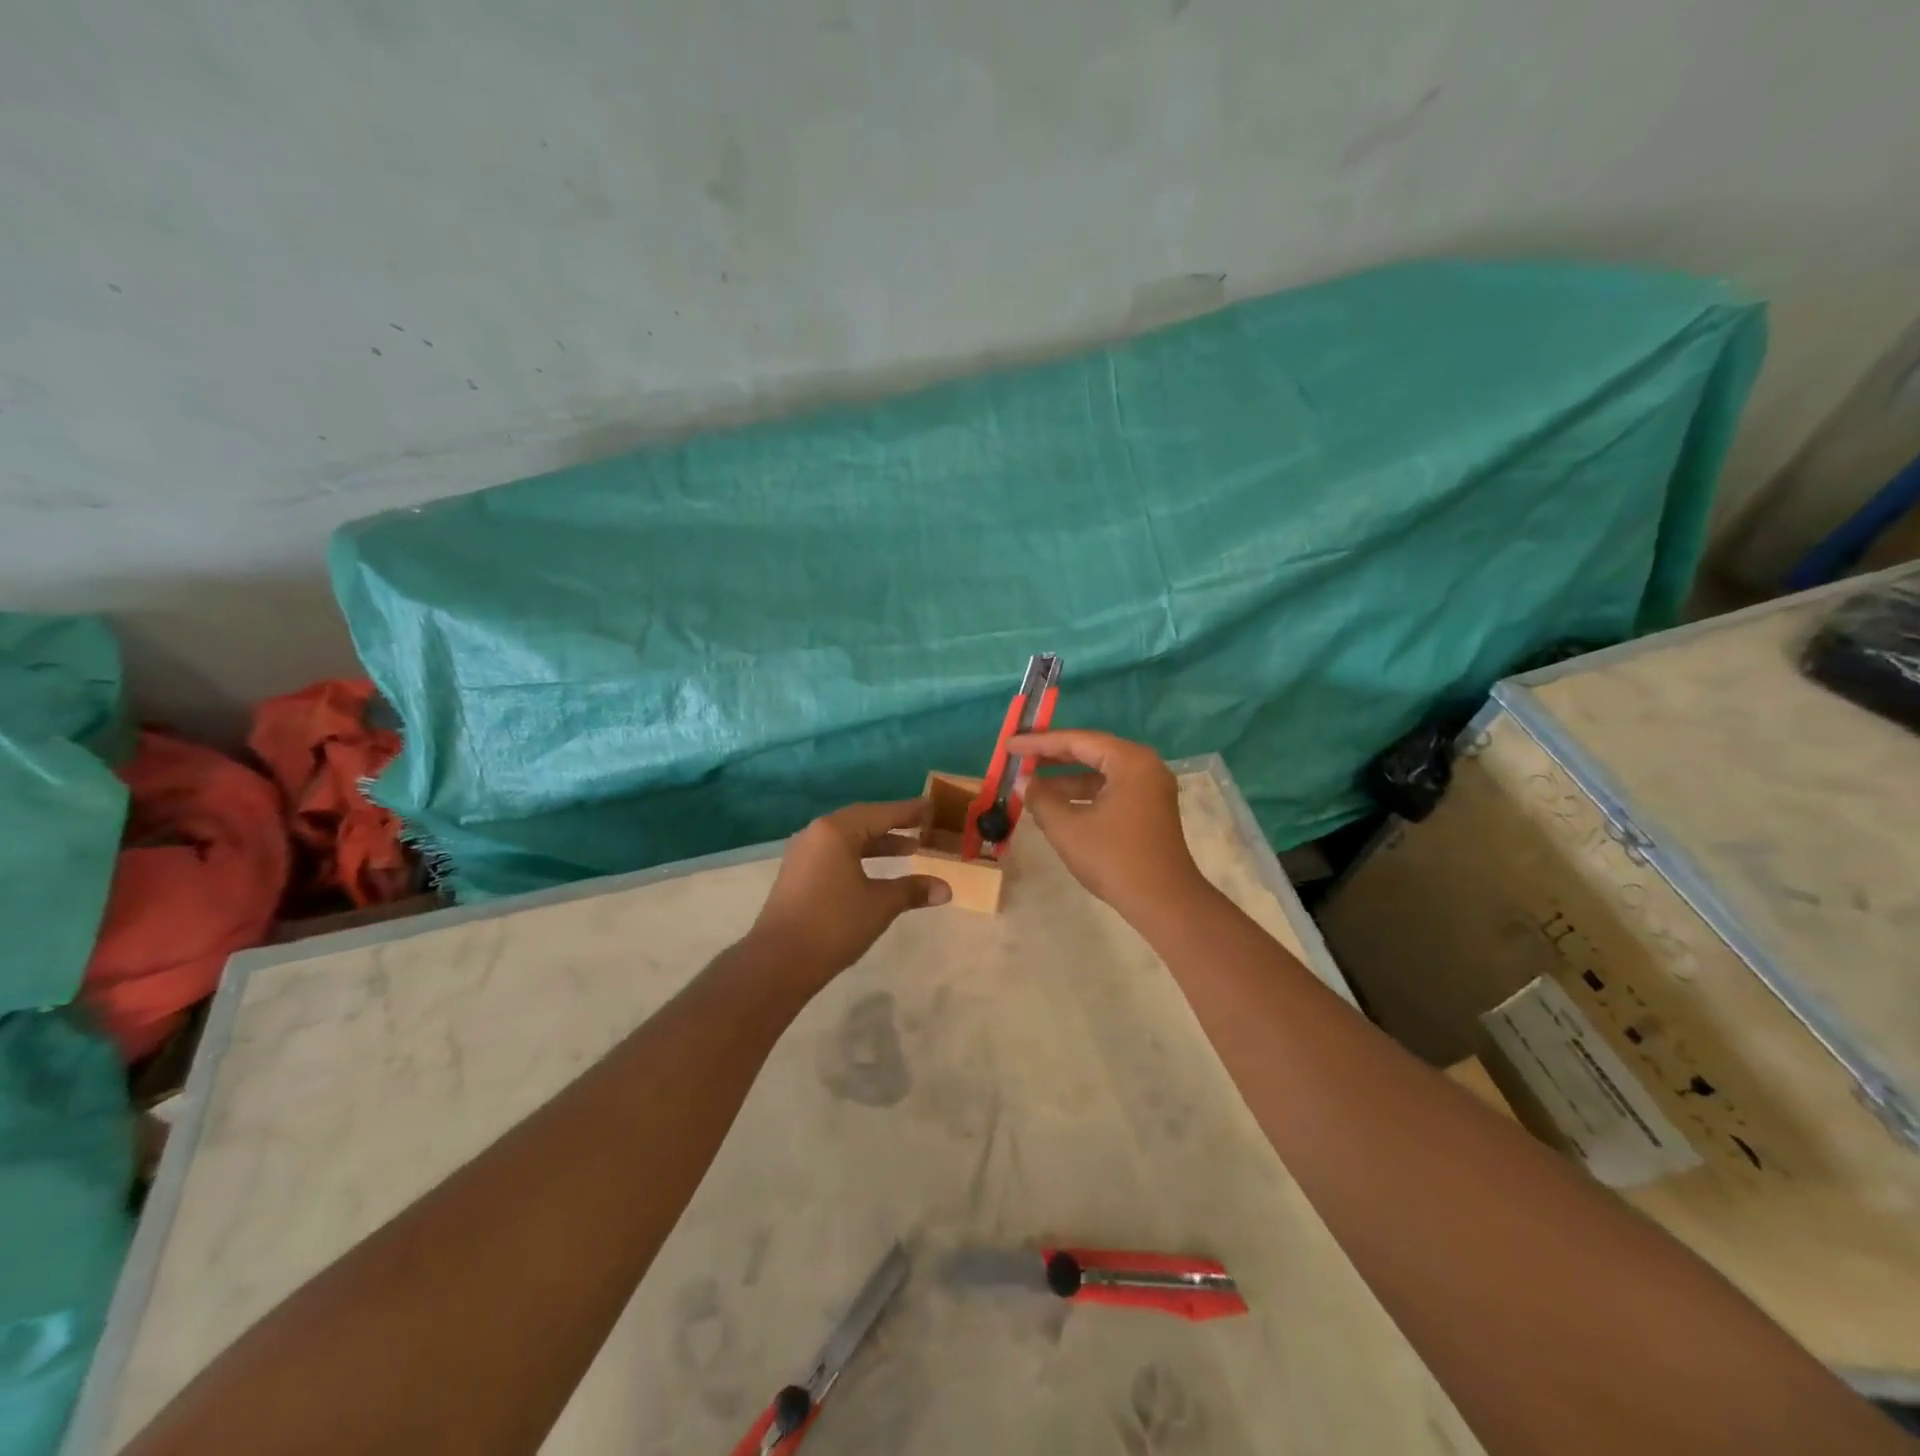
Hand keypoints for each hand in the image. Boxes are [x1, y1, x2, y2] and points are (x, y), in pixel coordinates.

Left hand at [750, 799, 951, 978]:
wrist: (779, 961)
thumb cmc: (834, 924)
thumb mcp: (880, 905)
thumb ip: (913, 890)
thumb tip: (946, 889)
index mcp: (837, 830)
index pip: (882, 813)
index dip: (910, 811)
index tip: (932, 807)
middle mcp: (817, 833)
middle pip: (863, 821)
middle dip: (895, 825)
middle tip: (924, 826)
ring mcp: (804, 853)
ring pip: (848, 838)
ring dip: (878, 843)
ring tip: (910, 849)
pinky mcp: (798, 873)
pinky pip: (836, 853)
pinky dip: (860, 856)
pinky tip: (877, 871)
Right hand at [1012, 731, 1210, 918]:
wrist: (1164, 902)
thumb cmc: (1114, 858)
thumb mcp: (1067, 827)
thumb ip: (1040, 798)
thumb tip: (1023, 782)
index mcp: (1130, 761)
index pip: (1077, 740)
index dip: (1039, 742)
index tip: (1009, 745)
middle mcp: (1144, 766)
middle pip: (1091, 751)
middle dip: (1052, 756)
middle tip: (1019, 757)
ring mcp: (1150, 788)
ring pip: (1100, 772)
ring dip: (1066, 778)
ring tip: (1032, 784)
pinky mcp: (1149, 809)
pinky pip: (1110, 789)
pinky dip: (1084, 793)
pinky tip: (1058, 804)